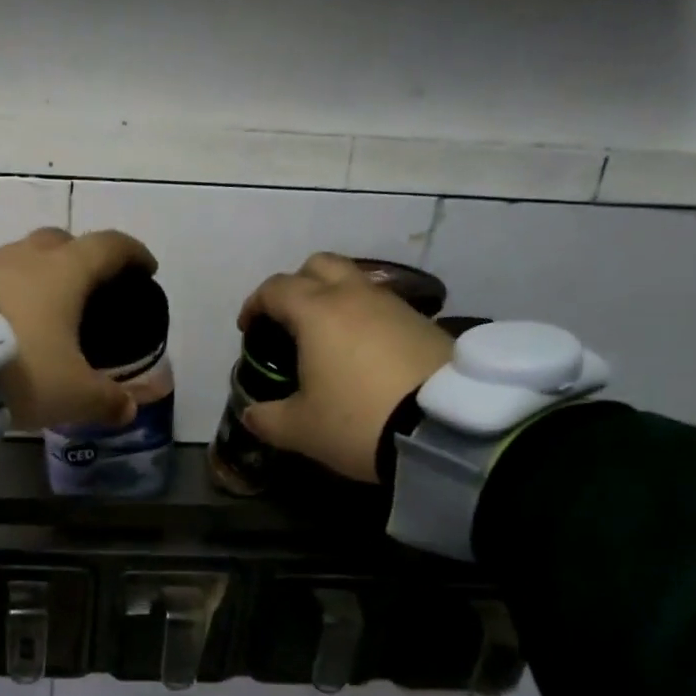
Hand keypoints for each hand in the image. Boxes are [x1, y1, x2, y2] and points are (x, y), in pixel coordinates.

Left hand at [0, 227, 156, 429]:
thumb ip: (106, 400)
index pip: (110, 246)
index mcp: (65, 272)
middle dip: (82, 258)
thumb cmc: (20, 370)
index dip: (133, 254)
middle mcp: (26, 256)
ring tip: (43, 312)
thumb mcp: (72, 395)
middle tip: (90, 290)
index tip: (145, 269)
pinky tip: (4, 323)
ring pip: (22, 258)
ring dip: (38, 276)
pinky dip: (7, 293)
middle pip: (62, 241)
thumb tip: (128, 409)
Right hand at [236, 253, 455, 482]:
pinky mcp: (425, 322)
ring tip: (328, 338)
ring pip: (356, 282)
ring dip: (335, 299)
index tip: (248, 328)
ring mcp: (395, 305)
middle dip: (297, 285)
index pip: (275, 289)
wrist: (447, 428)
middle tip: (289, 319)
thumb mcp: (300, 429)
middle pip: (319, 265)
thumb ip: (267, 419)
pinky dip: (365, 318)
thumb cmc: (358, 420)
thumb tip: (251, 414)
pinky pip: (383, 306)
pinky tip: (366, 353)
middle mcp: (355, 296)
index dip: (255, 304)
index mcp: (317, 313)